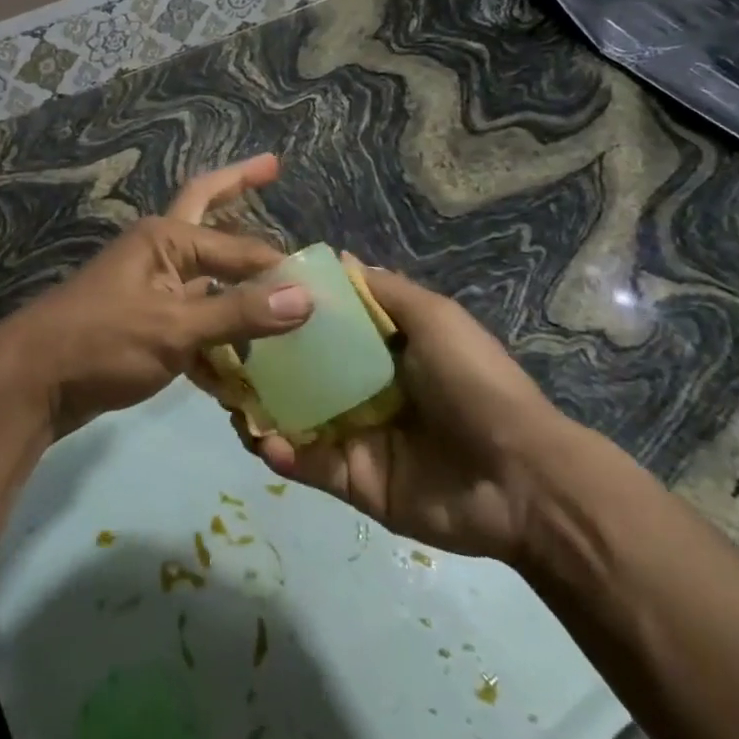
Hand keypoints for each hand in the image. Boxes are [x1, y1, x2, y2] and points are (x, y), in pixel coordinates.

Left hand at [0, 156, 312, 436]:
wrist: (32, 383)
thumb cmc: (101, 342)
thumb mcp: (174, 328)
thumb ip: (238, 313)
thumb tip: (305, 298)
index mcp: (166, 239)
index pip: (240, 247)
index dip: (280, 267)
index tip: (321, 291)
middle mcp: (160, 252)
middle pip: (211, 214)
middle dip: (240, 188)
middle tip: (273, 167)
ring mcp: (152, 288)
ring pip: (208, 278)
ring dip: (240, 286)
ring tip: (281, 292)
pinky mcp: (146, 324)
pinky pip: (194, 321)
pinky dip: (219, 337)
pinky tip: (244, 365)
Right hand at [253, 266, 576, 562]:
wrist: (519, 477)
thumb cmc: (473, 383)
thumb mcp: (433, 318)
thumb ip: (382, 290)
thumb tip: (335, 256)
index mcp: (382, 351)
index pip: (324, 327)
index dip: (287, 314)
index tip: (245, 297)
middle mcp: (362, 389)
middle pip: (301, 372)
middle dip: (261, 363)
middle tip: (220, 353)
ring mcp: (355, 436)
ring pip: (294, 418)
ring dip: (259, 408)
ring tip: (227, 398)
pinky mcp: (353, 481)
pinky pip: (307, 464)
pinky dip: (281, 453)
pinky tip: (262, 439)